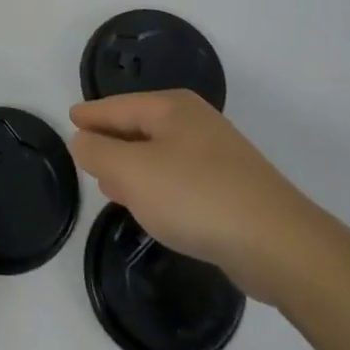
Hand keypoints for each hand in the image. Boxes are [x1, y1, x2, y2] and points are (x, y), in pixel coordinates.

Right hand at [70, 91, 330, 305]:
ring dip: (134, 167)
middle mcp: (195, 122)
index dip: (91, 115)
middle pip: (140, 126)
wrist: (279, 244)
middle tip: (86, 155)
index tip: (70, 119)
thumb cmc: (196, 197)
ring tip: (111, 186)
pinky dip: (159, 187)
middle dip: (112, 140)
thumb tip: (82, 139)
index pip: (118, 106)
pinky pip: (180, 177)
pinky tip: (153, 208)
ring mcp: (218, 154)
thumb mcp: (132, 173)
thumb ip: (99, 153)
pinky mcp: (232, 187)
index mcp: (171, 108)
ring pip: (160, 153)